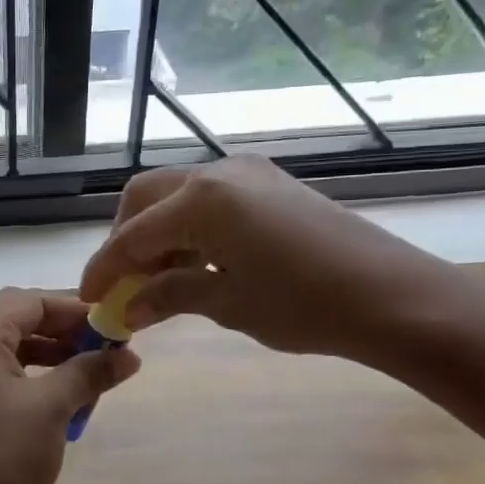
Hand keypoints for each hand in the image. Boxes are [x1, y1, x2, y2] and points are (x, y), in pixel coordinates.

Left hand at [0, 288, 140, 483]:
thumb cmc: (8, 456)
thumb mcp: (54, 407)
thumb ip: (90, 371)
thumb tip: (129, 354)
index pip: (29, 302)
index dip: (74, 310)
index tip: (113, 325)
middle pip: (20, 320)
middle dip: (65, 331)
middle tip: (107, 347)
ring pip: (15, 348)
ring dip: (55, 355)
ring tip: (95, 373)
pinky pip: (7, 373)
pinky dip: (39, 377)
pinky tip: (69, 396)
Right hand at [78, 156, 445, 361]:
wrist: (395, 296)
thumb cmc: (304, 305)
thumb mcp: (226, 304)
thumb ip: (167, 296)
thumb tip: (126, 310)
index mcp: (201, 200)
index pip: (132, 236)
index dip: (105, 270)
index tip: (89, 299)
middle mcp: (217, 173)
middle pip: (144, 198)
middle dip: (125, 240)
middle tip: (122, 283)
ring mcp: (246, 174)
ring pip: (175, 195)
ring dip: (156, 233)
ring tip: (157, 280)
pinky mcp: (269, 184)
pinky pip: (208, 199)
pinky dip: (187, 227)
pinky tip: (194, 263)